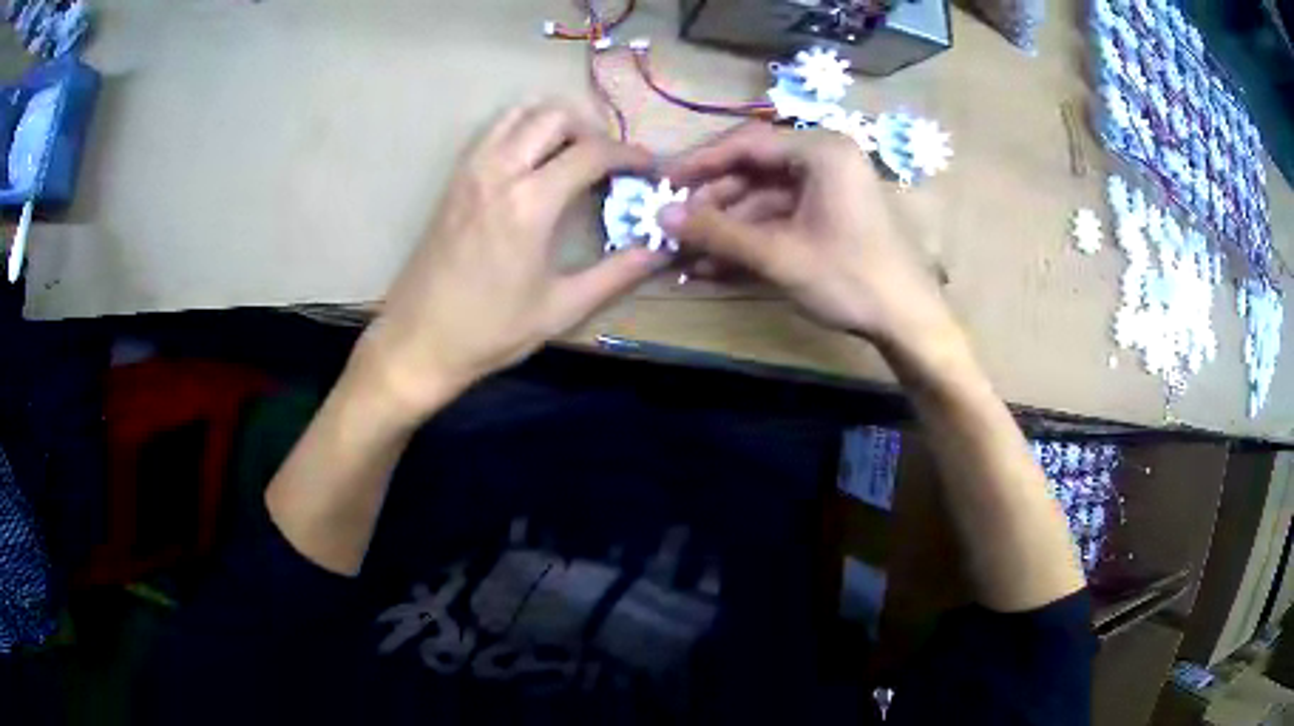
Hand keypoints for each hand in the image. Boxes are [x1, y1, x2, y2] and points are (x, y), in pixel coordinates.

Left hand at [354, 100, 664, 420]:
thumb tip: (661, 250)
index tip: (648, 168)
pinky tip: (535, 162)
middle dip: (593, 130)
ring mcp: (471, 170)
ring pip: (521, 113)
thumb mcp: (561, 308)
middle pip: (555, 116)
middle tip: (610, 163)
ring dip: (555, 122)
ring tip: (575, 154)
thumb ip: (616, 274)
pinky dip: (523, 128)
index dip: (629, 154)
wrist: (418, 340)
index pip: (591, 152)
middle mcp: (499, 172)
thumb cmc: (490, 330)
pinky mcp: (455, 178)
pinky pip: (494, 130)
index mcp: (529, 203)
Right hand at [660, 122, 956, 351]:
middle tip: (674, 227)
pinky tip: (715, 265)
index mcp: (820, 152)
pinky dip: (750, 240)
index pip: (747, 143)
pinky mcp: (828, 217)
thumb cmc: (849, 277)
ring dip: (726, 228)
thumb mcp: (778, 255)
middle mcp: (823, 161)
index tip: (663, 182)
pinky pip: (780, 220)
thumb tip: (660, 216)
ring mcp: (827, 191)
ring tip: (687, 255)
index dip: (701, 162)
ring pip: (762, 200)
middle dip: (712, 204)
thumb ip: (717, 233)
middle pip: (753, 172)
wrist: (905, 320)